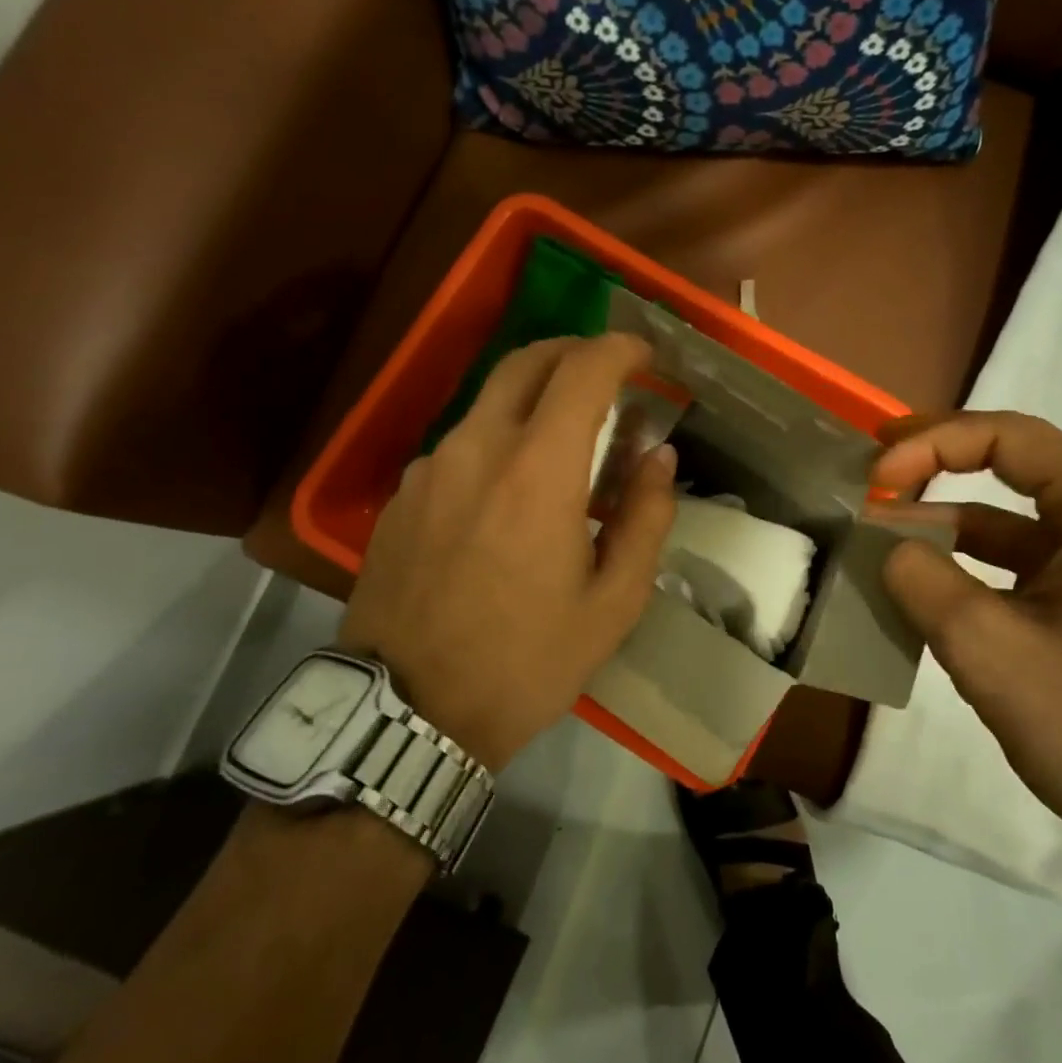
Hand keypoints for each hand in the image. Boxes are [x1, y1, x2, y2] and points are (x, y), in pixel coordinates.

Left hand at [339, 334, 677, 770]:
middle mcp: (477, 448)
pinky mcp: (401, 494)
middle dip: (575, 352)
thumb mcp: (613, 603)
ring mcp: (430, 467)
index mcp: (538, 470)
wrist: (407, 713)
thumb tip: (659, 456)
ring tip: (564, 443)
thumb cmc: (525, 662)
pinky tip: (508, 490)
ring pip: (489, 401)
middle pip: (526, 361)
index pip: (584, 370)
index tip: (646, 357)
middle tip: (608, 375)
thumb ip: (646, 518)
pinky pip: (460, 444)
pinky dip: (497, 440)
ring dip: (534, 400)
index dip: (621, 349)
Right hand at [875, 412, 1061, 878]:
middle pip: (1009, 467)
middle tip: (869, 472)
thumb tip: (884, 546)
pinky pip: (1012, 568)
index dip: (932, 445)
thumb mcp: (992, 651)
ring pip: (1006, 522)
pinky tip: (916, 588)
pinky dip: (961, 568)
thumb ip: (924, 582)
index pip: (1008, 438)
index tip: (876, 477)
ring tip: (876, 534)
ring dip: (940, 524)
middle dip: (934, 466)